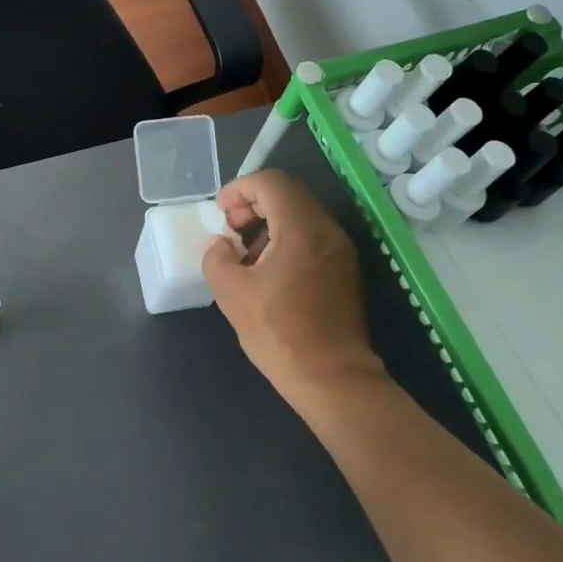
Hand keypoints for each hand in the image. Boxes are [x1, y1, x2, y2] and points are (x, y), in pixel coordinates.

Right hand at [202, 170, 384, 403]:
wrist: (332, 379)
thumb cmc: (279, 333)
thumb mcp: (231, 293)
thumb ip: (217, 258)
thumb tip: (222, 245)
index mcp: (302, 229)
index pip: (271, 182)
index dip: (240, 188)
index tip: (220, 212)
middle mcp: (328, 231)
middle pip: (288, 194)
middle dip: (254, 202)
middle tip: (230, 227)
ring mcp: (341, 251)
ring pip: (301, 214)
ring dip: (269, 222)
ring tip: (245, 252)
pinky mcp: (345, 271)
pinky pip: (312, 236)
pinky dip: (286, 238)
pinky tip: (268, 270)